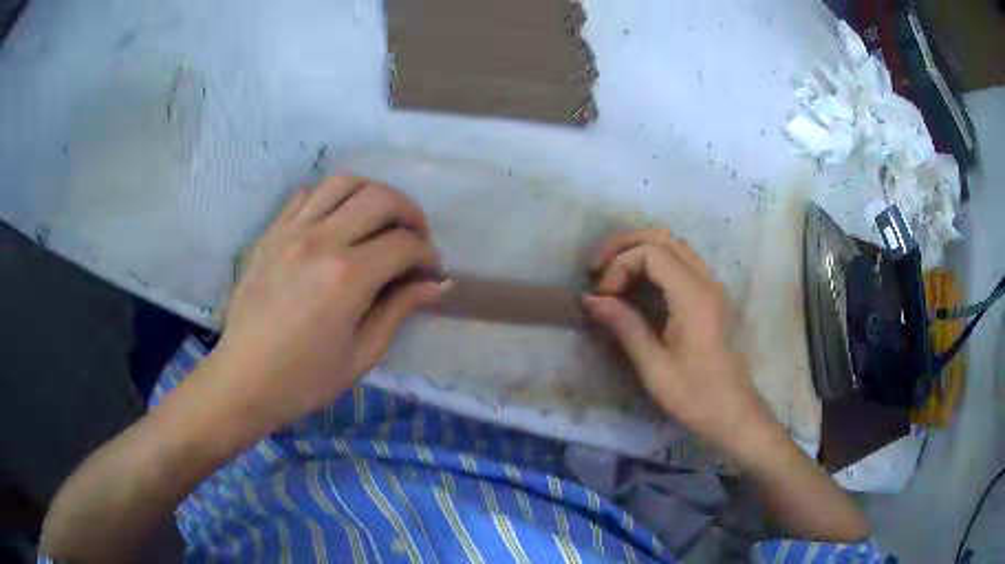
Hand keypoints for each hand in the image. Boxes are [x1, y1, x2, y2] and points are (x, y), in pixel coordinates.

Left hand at [211, 176, 449, 434]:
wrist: (244, 379)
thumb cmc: (305, 378)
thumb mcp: (361, 354)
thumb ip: (399, 310)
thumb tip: (437, 285)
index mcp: (347, 277)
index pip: (403, 244)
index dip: (426, 254)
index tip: (430, 270)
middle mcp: (321, 241)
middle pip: (380, 198)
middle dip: (409, 213)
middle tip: (415, 237)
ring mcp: (291, 231)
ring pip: (343, 183)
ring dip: (372, 193)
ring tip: (380, 218)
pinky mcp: (271, 233)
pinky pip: (307, 195)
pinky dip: (332, 198)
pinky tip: (338, 221)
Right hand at [582, 228, 771, 448]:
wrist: (732, 412)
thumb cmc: (694, 395)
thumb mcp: (653, 366)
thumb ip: (623, 325)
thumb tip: (589, 300)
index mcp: (694, 297)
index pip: (651, 253)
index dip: (620, 266)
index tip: (603, 297)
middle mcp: (706, 281)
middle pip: (663, 237)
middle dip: (625, 245)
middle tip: (598, 268)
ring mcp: (712, 286)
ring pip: (674, 245)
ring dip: (640, 250)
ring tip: (613, 273)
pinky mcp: (711, 296)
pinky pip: (682, 261)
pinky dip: (655, 262)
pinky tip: (638, 284)